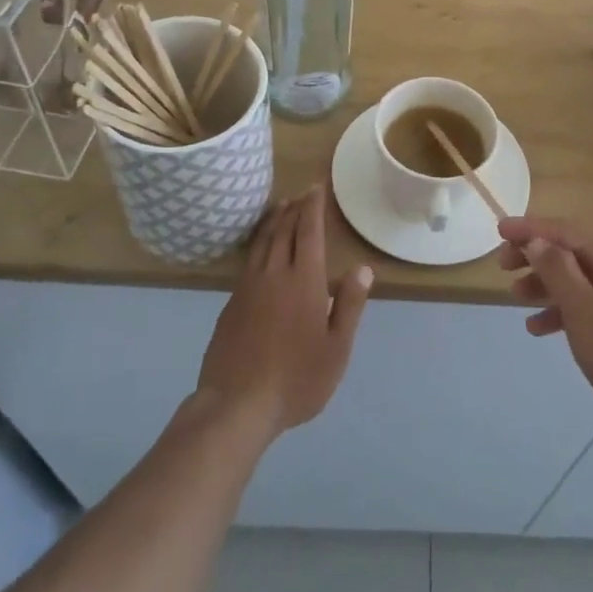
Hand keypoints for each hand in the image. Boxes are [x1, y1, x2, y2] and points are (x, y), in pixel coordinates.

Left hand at [196, 186, 371, 441]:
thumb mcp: (336, 348)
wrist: (237, 404)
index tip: (315, 187)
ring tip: (280, 208)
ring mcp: (248, 288)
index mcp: (303, 280)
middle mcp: (274, 274)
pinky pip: (248, 261)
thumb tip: (362, 269)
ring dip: (273, 222)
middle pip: (283, 231)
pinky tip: (259, 251)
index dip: (312, 207)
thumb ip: (349, 305)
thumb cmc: (296, 378)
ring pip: (262, 243)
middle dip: (294, 209)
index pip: (308, 232)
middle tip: (301, 194)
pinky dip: (258, 245)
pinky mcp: (230, 304)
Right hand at [499, 218, 592, 446]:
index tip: (498, 229)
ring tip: (515, 299)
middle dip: (536, 258)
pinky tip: (540, 329)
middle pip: (572, 253)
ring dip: (547, 286)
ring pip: (580, 280)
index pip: (565, 231)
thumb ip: (557, 271)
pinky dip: (566, 312)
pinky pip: (592, 305)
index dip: (529, 229)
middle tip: (502, 268)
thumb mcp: (584, 311)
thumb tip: (536, 241)